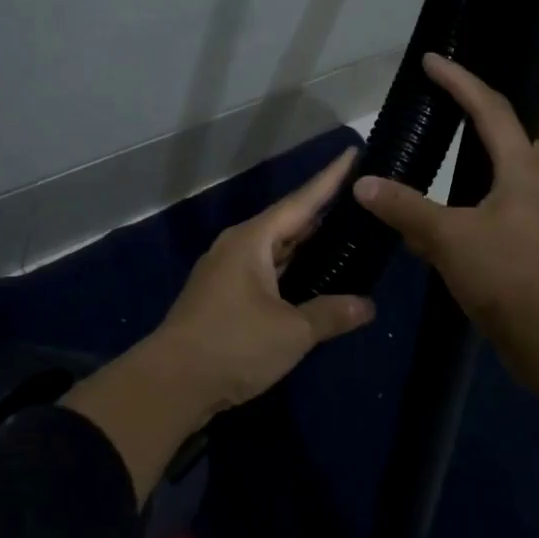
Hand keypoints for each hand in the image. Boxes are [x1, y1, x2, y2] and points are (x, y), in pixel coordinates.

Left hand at [65, 148, 374, 500]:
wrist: (170, 383)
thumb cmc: (233, 345)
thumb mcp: (291, 331)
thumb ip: (330, 314)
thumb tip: (367, 306)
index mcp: (252, 241)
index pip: (301, 202)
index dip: (329, 180)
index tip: (352, 153)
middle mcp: (237, 248)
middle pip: (288, 224)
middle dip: (322, 215)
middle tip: (360, 204)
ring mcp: (226, 272)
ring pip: (275, 251)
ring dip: (306, 248)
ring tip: (345, 239)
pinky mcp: (222, 298)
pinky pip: (265, 273)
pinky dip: (291, 273)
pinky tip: (312, 281)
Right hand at [352, 54, 538, 394]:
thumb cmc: (506, 274)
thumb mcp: (448, 236)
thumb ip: (405, 207)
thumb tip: (363, 183)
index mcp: (522, 167)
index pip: (489, 108)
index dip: (459, 81)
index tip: (431, 60)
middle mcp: (537, 182)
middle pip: (514, 134)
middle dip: (483, 115)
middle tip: (451, 107)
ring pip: (512, 171)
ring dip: (485, 157)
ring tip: (452, 155)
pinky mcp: (534, 243)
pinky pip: (503, 204)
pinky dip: (476, 198)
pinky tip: (449, 217)